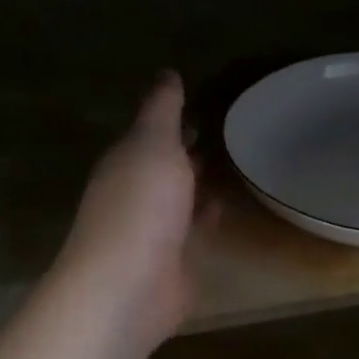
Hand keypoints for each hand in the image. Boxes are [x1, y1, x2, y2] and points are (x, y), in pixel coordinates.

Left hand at [52, 73, 208, 353]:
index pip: (150, 132)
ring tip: (232, 161)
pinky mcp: (174, 259)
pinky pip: (194, 228)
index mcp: (125, 162)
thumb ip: (162, 111)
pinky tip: (225, 205)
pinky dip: (207, 215)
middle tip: (224, 129)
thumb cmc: (141, 206)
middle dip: (186, 149)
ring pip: (179, 196)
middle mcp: (135, 193)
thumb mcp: (153, 145)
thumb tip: (167, 73)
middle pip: (164, 165)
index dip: (173, 117)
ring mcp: (154, 229)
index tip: (203, 100)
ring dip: (198, 182)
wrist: (130, 286)